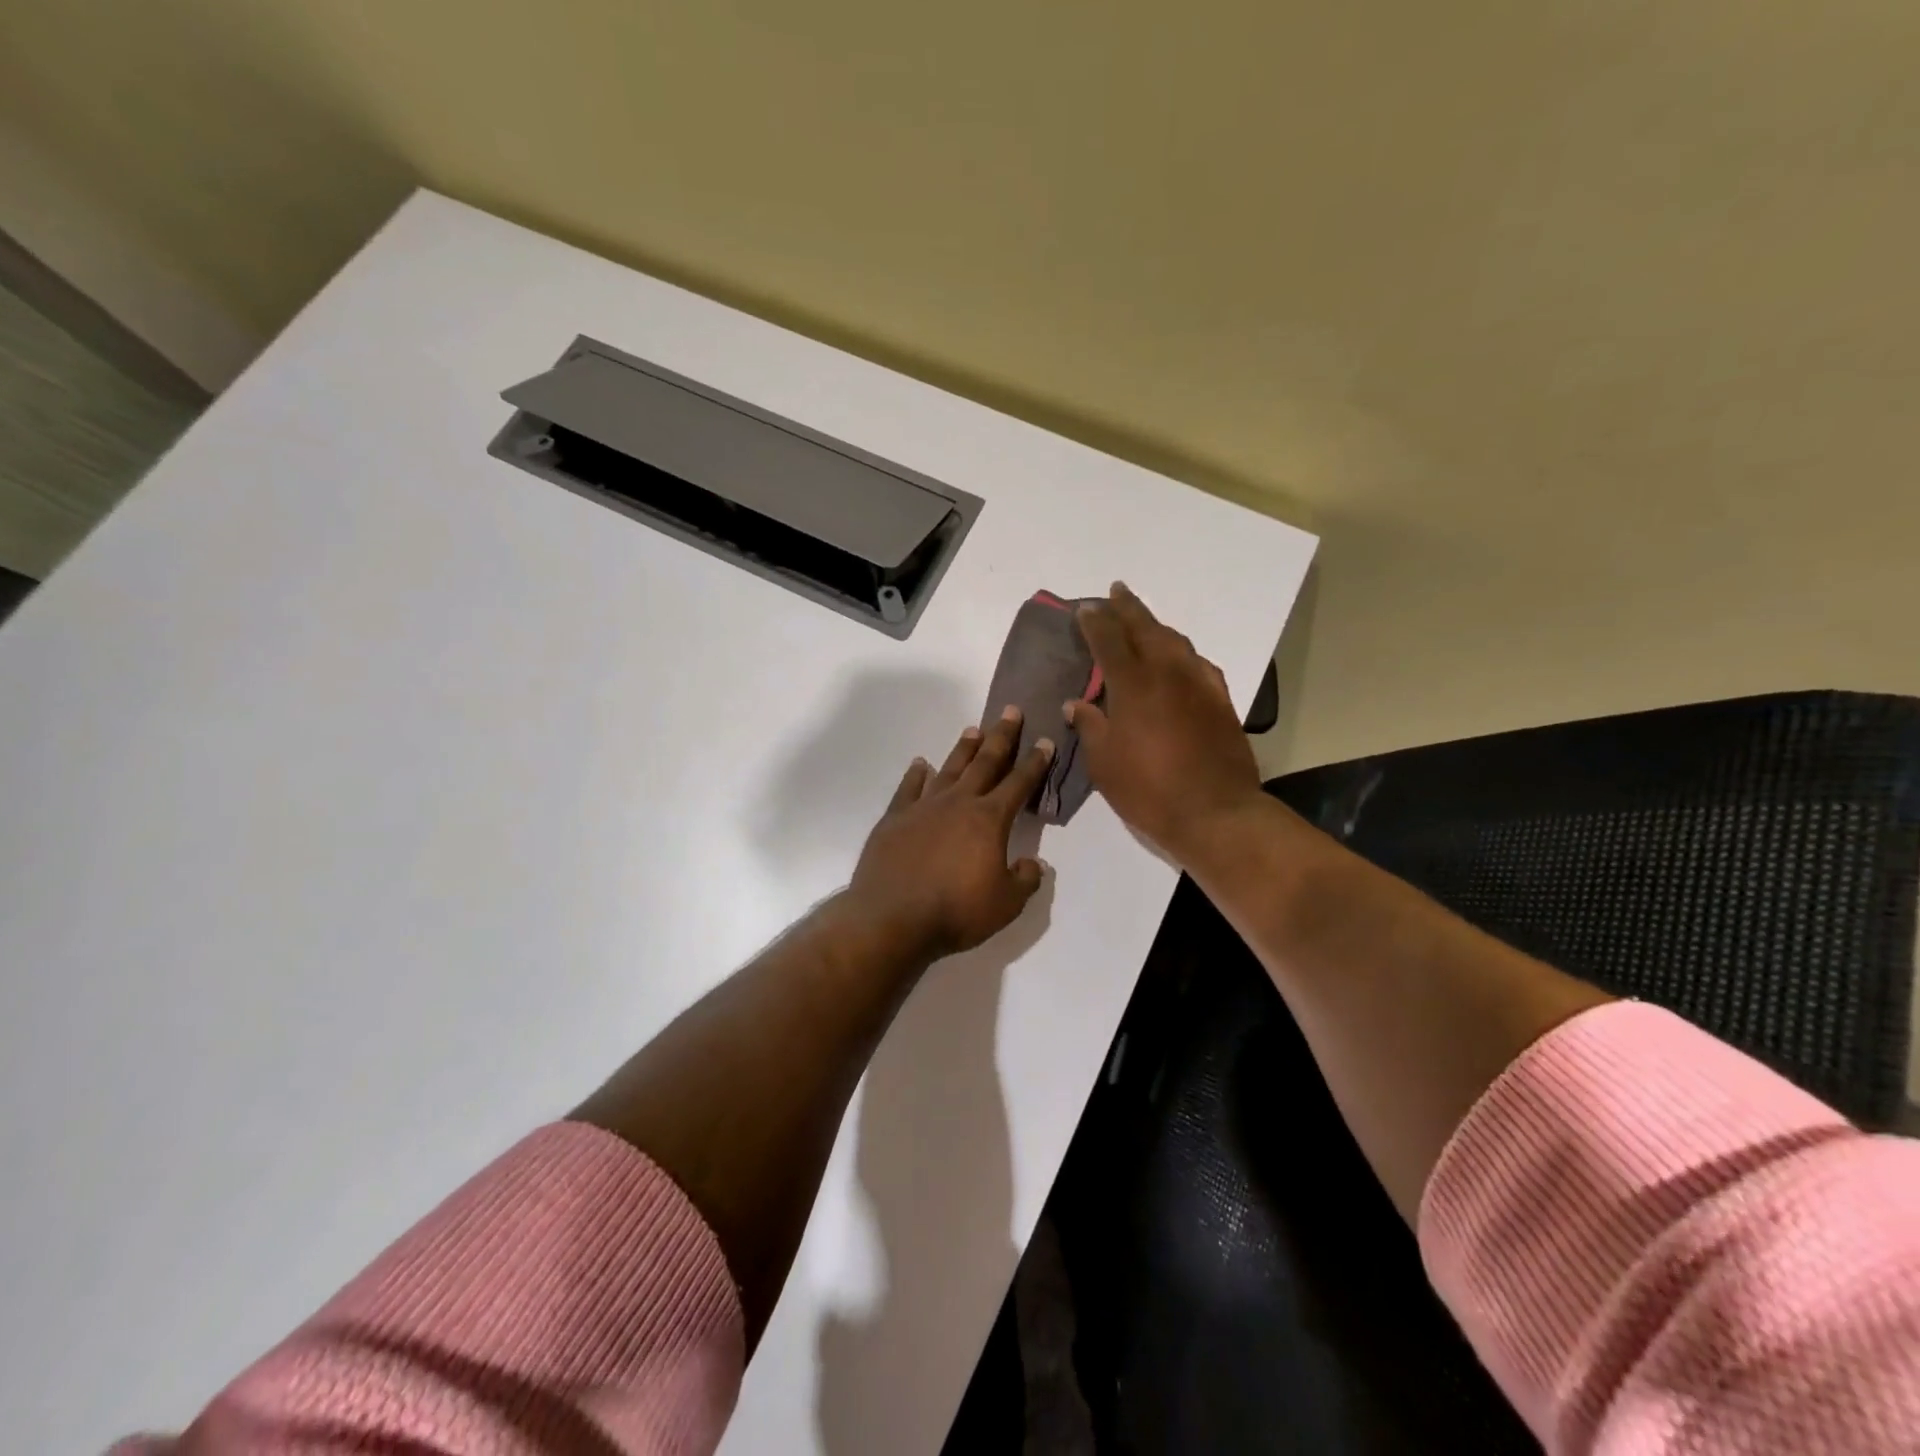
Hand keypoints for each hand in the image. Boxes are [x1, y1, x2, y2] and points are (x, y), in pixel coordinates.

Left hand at [846, 709, 1055, 961]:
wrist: (892, 918)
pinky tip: (921, 764)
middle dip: (1001, 737)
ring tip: (974, 730)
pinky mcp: (894, 818)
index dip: (1035, 763)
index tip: (1045, 741)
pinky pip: (909, 788)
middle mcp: (958, 803)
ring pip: (949, 768)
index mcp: (989, 819)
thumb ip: (1025, 880)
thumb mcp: (1006, 904)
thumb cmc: (956, 912)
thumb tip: (1034, 864)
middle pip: (985, 763)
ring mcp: (923, 807)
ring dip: (964, 749)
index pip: (1019, 783)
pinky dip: (917, 774)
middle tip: (1011, 712)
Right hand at [1067, 582, 1265, 863]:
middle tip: (1115, 592)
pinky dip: (1180, 652)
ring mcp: (1199, 683)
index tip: (1085, 609)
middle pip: (1146, 628)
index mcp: (1133, 684)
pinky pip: (1197, 662)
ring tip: (1143, 621)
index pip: (1110, 640)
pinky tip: (1177, 659)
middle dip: (1128, 608)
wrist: (1216, 812)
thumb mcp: (1104, 763)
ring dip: (1155, 625)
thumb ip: (1090, 726)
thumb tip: (1076, 703)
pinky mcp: (1220, 700)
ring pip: (1174, 640)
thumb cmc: (1149, 790)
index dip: (1096, 622)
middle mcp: (1168, 672)